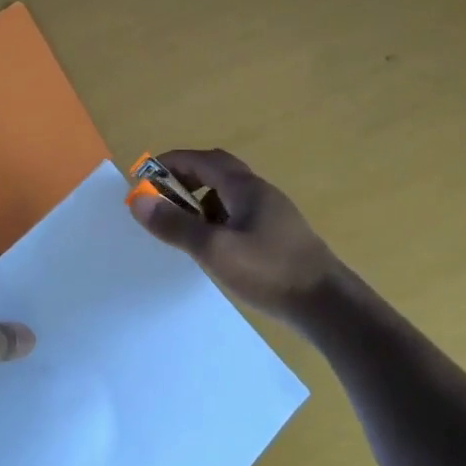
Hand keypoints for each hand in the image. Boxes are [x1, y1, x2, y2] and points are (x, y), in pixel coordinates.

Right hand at [126, 148, 343, 324]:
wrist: (328, 306)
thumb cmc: (269, 272)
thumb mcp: (214, 249)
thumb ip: (175, 225)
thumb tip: (137, 199)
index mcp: (245, 188)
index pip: (203, 159)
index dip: (171, 162)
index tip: (144, 174)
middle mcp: (260, 193)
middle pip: (218, 172)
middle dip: (185, 179)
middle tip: (160, 199)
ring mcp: (273, 216)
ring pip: (229, 196)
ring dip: (202, 202)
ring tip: (183, 227)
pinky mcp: (279, 238)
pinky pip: (240, 217)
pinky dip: (218, 222)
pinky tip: (214, 248)